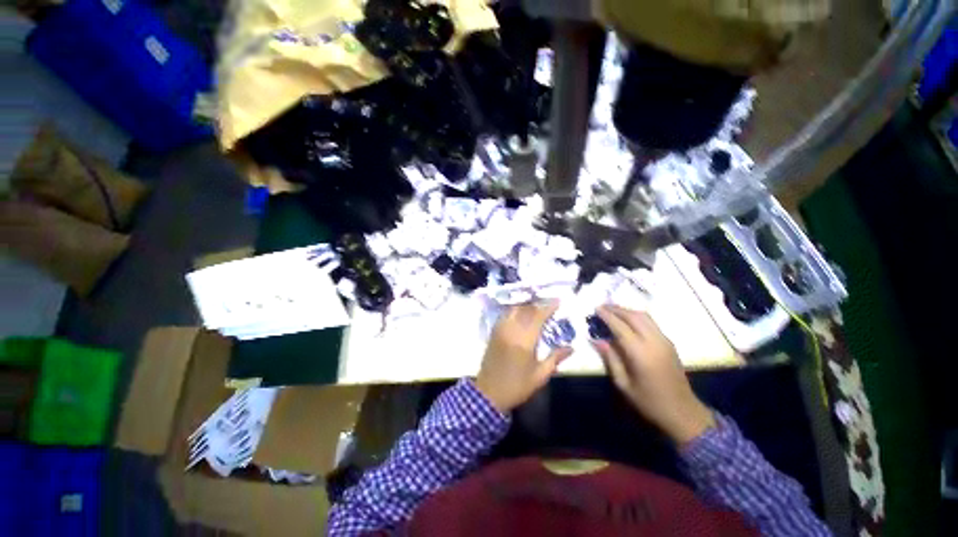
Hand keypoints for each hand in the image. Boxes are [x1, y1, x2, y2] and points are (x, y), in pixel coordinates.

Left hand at [475, 301, 573, 412]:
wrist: (489, 393)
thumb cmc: (517, 386)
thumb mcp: (540, 376)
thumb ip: (555, 358)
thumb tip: (571, 348)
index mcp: (524, 341)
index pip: (537, 317)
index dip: (548, 307)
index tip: (558, 301)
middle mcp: (511, 330)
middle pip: (525, 309)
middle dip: (538, 304)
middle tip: (549, 305)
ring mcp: (500, 330)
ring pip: (513, 310)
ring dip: (526, 306)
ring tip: (536, 308)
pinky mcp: (493, 333)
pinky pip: (505, 315)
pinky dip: (514, 311)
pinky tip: (520, 314)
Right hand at [593, 305, 714, 444]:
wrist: (683, 412)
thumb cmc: (649, 401)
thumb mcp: (623, 384)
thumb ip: (610, 359)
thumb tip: (597, 340)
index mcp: (640, 353)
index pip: (620, 326)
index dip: (607, 316)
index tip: (596, 308)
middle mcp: (654, 342)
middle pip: (633, 316)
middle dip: (616, 309)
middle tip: (602, 306)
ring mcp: (664, 341)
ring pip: (644, 317)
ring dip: (627, 311)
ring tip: (613, 310)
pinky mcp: (669, 343)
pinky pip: (651, 323)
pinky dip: (637, 317)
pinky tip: (628, 321)